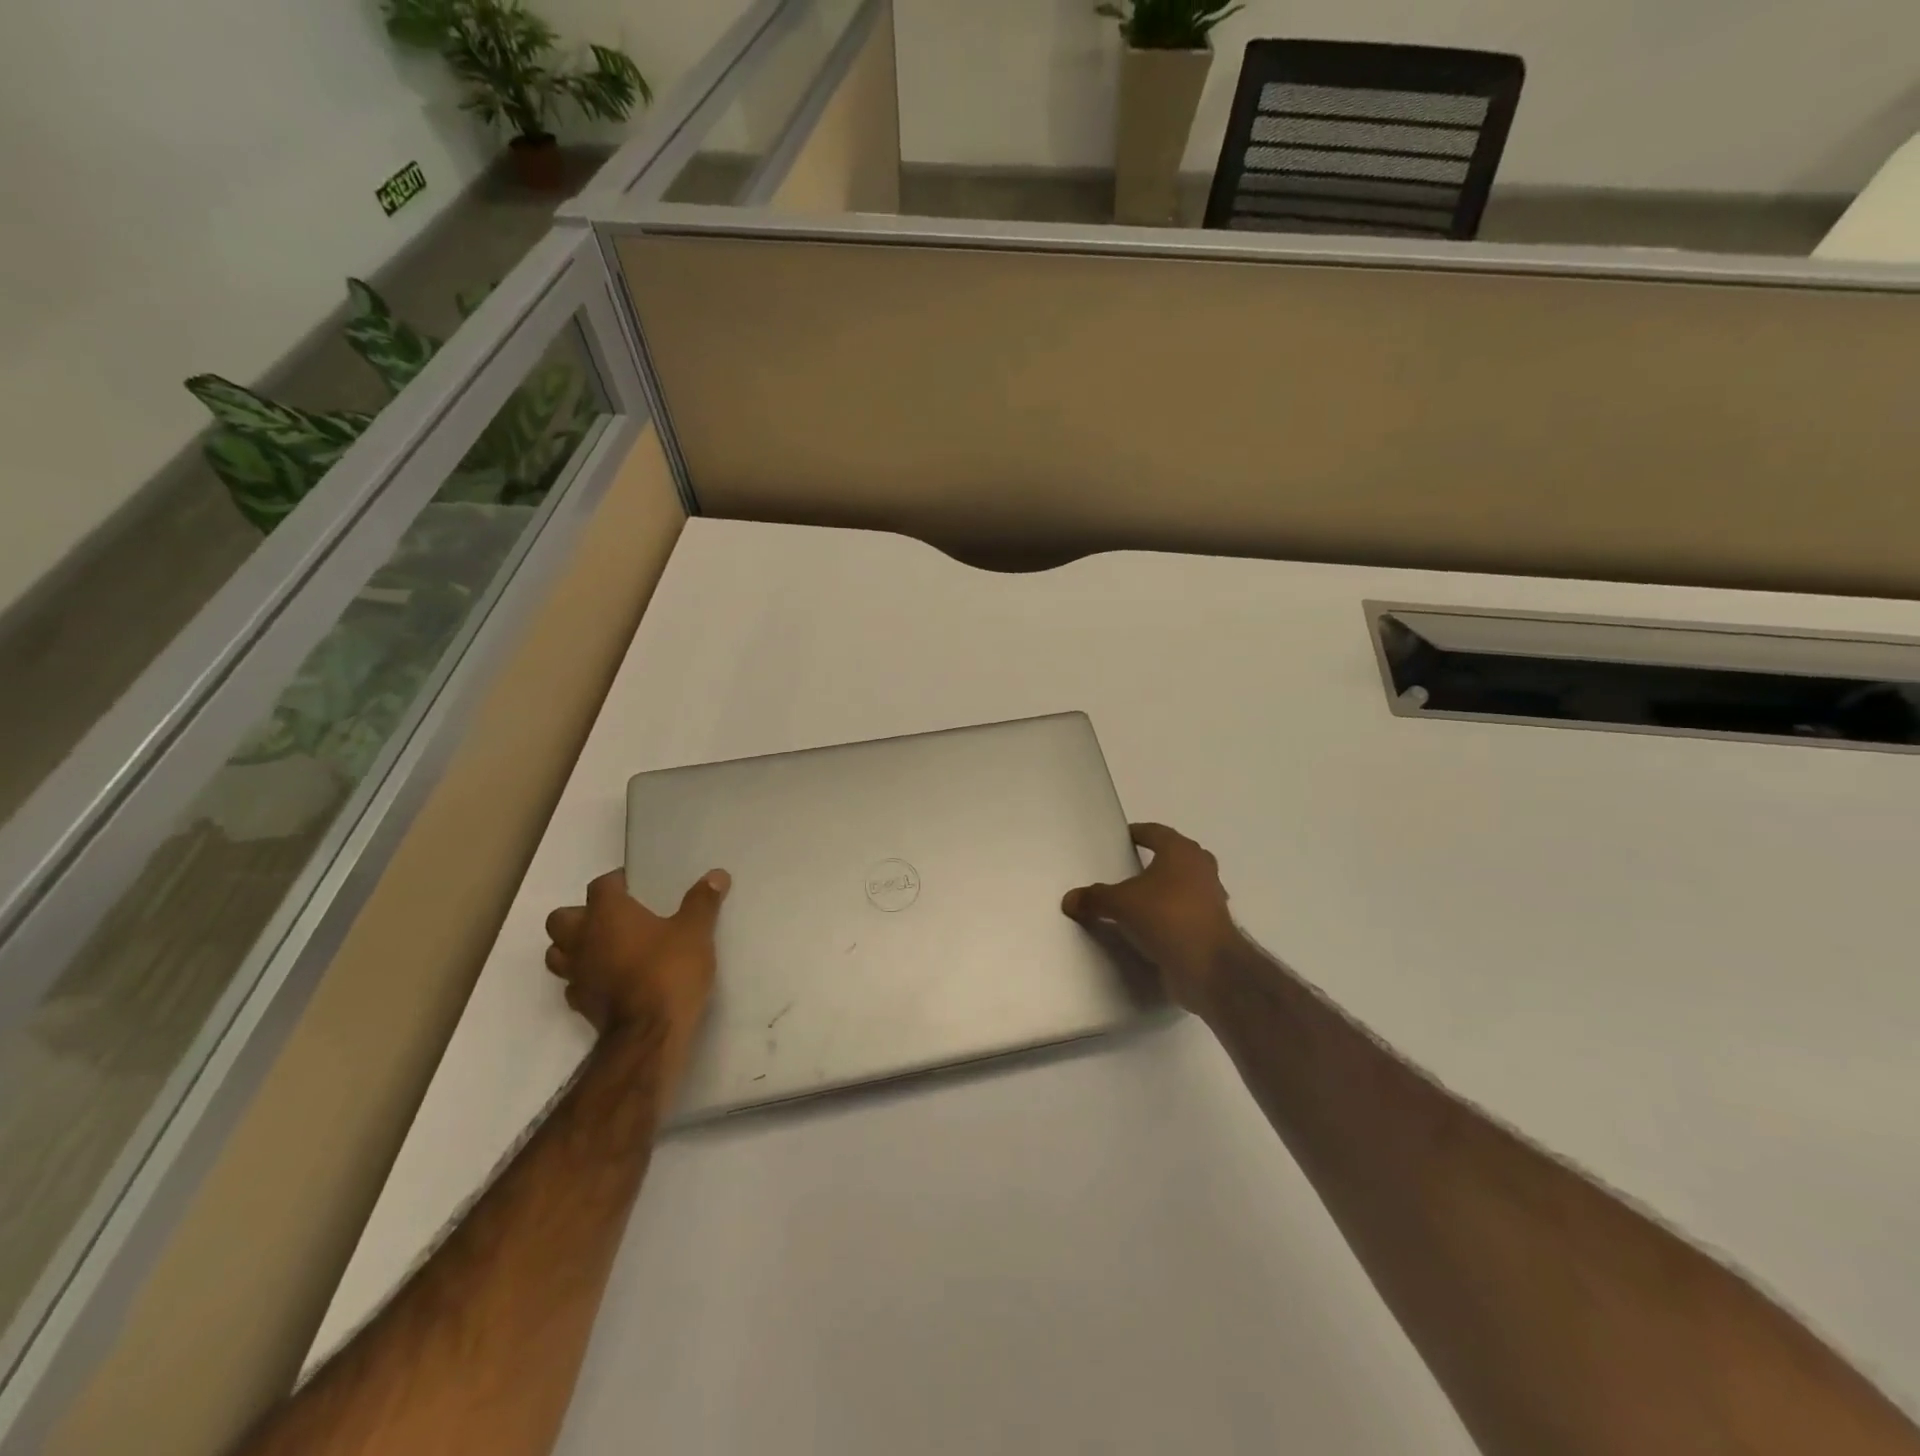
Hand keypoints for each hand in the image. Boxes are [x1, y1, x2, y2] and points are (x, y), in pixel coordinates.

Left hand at [543, 868, 729, 1044]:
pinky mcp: (579, 1003)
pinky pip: (572, 983)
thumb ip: (702, 901)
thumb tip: (716, 874)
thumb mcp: (695, 931)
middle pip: (561, 918)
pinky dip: (585, 977)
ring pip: (558, 952)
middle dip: (580, 914)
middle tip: (611, 918)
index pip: (600, 885)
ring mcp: (576, 973)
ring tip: (604, 948)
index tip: (635, 885)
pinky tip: (608, 980)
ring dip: (574, 947)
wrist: (649, 1034)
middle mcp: (583, 939)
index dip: (616, 882)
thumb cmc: (669, 971)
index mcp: (607, 914)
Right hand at [1062, 823, 1236, 1011]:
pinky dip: (1168, 915)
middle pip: (1173, 856)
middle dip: (1152, 860)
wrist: (1209, 967)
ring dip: (1162, 889)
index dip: (1137, 833)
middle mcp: (1200, 868)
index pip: (1155, 832)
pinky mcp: (1212, 926)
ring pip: (1182, 884)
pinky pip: (1184, 912)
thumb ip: (1095, 898)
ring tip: (1135, 900)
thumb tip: (1069, 899)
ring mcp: (1210, 898)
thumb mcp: (1121, 904)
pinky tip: (1149, 927)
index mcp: (1181, 852)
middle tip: (1127, 868)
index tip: (1121, 839)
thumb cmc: (1166, 917)